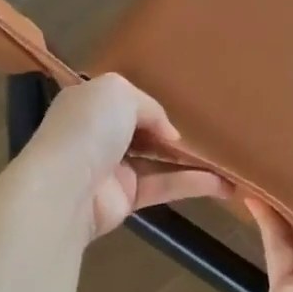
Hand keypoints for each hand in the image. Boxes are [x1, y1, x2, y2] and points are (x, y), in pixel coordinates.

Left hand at [17, 74, 230, 240]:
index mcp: (90, 104)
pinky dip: (192, 184)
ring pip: (158, 162)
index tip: (183, 110)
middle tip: (212, 134)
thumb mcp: (119, 92)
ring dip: (192, 162)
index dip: (152, 105)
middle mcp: (99, 135)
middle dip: (173, 134)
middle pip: (143, 132)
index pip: (123, 101)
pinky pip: (163, 187)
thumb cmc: (88, 129)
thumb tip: (168, 135)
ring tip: (228, 162)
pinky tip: (222, 184)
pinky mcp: (126, 199)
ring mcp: (112, 169)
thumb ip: (150, 106)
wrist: (64, 188)